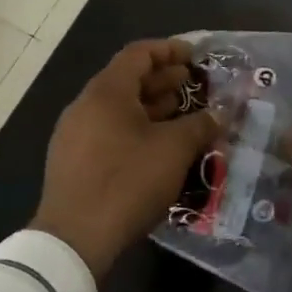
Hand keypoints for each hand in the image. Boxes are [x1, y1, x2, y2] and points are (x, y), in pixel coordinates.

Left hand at [31, 39, 217, 276]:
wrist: (74, 241)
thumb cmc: (127, 182)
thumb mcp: (174, 150)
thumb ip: (200, 125)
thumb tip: (220, 114)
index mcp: (106, 92)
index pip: (139, 54)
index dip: (169, 50)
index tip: (195, 57)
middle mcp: (85, 105)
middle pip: (127, 80)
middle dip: (163, 80)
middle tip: (193, 86)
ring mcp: (74, 135)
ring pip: (118, 108)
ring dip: (151, 107)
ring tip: (181, 116)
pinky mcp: (72, 163)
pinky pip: (108, 131)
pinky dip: (135, 129)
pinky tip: (157, 148)